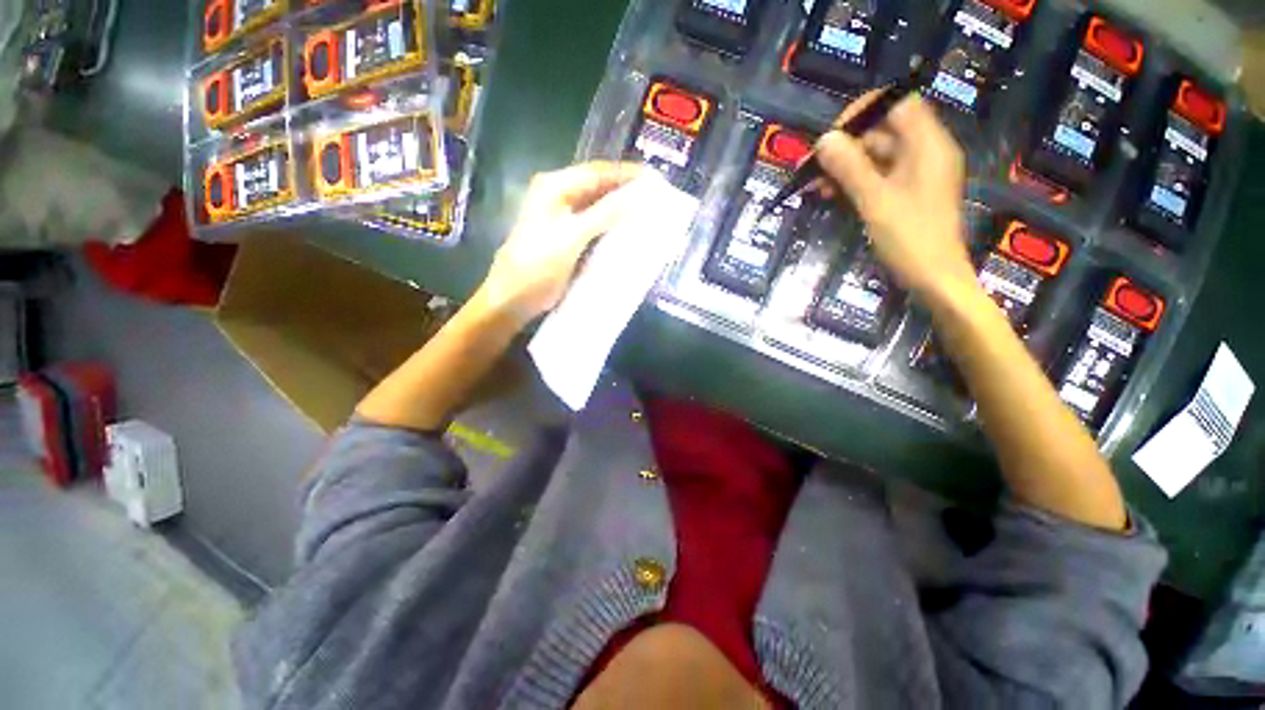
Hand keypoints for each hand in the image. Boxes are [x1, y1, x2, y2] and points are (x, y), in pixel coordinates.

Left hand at [477, 161, 645, 325]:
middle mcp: (557, 196)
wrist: (514, 298)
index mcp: (554, 187)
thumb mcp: (571, 238)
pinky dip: (610, 225)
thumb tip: (635, 196)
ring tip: (647, 210)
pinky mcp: (565, 237)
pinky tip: (627, 231)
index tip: (655, 178)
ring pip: (596, 205)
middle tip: (655, 195)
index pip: (596, 172)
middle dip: (625, 189)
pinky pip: (593, 224)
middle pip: (597, 186)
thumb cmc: (538, 266)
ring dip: (619, 207)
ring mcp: (561, 217)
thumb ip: (602, 215)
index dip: (626, 174)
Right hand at [816, 92, 975, 304]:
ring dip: (843, 168)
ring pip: (875, 158)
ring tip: (814, 186)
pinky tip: (829, 194)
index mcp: (926, 144)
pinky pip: (876, 178)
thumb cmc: (909, 237)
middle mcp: (923, 152)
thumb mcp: (874, 200)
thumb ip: (849, 167)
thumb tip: (824, 140)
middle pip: (882, 132)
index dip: (863, 112)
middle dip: (844, 146)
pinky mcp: (905, 195)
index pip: (896, 104)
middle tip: (811, 167)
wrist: (933, 279)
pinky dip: (853, 183)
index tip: (832, 135)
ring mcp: (914, 175)